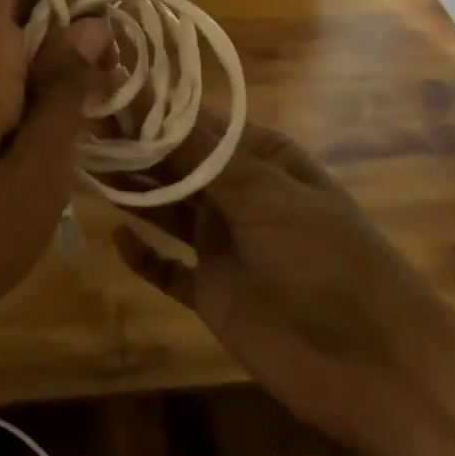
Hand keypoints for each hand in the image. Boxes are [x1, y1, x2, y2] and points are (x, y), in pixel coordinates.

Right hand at [113, 116, 454, 445]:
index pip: (195, 122)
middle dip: (133, 145)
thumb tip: (146, 97)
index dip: (151, 106)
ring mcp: (224, 244)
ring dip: (132, 191)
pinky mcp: (213, 293)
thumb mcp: (265, 196)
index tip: (103, 87)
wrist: (376, 368)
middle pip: (175, 162)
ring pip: (166, 209)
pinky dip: (144, 256)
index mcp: (261, 158)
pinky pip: (169, 269)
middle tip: (78, 122)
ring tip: (83, 166)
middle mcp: (239, 194)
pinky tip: (115, 238)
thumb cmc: (326, 261)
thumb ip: (199, 155)